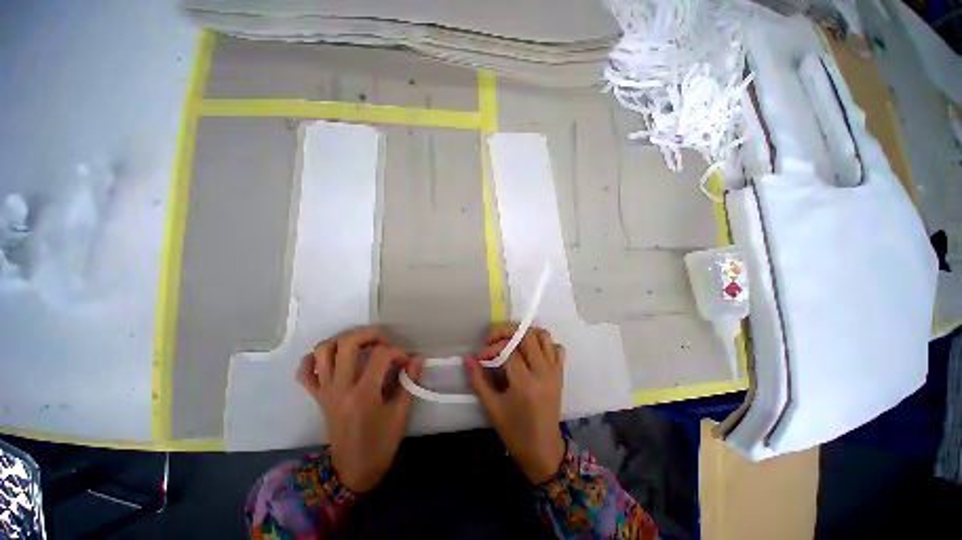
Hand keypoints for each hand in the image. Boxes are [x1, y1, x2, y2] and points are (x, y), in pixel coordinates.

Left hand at [297, 327, 424, 492]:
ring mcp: (325, 391)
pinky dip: (314, 359)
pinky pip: (305, 372)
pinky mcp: (317, 397)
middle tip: (383, 342)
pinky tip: (332, 359)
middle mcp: (340, 388)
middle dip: (369, 334)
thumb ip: (409, 383)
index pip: (380, 355)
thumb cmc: (380, 445)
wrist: (351, 472)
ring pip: (322, 351)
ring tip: (360, 345)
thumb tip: (418, 358)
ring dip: (342, 340)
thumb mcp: (400, 415)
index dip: (398, 352)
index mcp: (363, 394)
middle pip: (347, 343)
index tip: (406, 361)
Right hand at [466, 325, 566, 483]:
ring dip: (525, 334)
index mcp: (525, 383)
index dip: (492, 348)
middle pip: (527, 336)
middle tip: (493, 341)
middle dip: (507, 332)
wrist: (543, 451)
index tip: (480, 357)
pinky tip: (531, 353)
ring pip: (544, 336)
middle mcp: (543, 372)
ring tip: (511, 343)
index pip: (509, 350)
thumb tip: (467, 359)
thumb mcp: (492, 407)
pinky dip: (544, 344)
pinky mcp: (560, 374)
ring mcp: (554, 371)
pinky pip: (556, 348)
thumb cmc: (515, 432)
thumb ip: (478, 380)